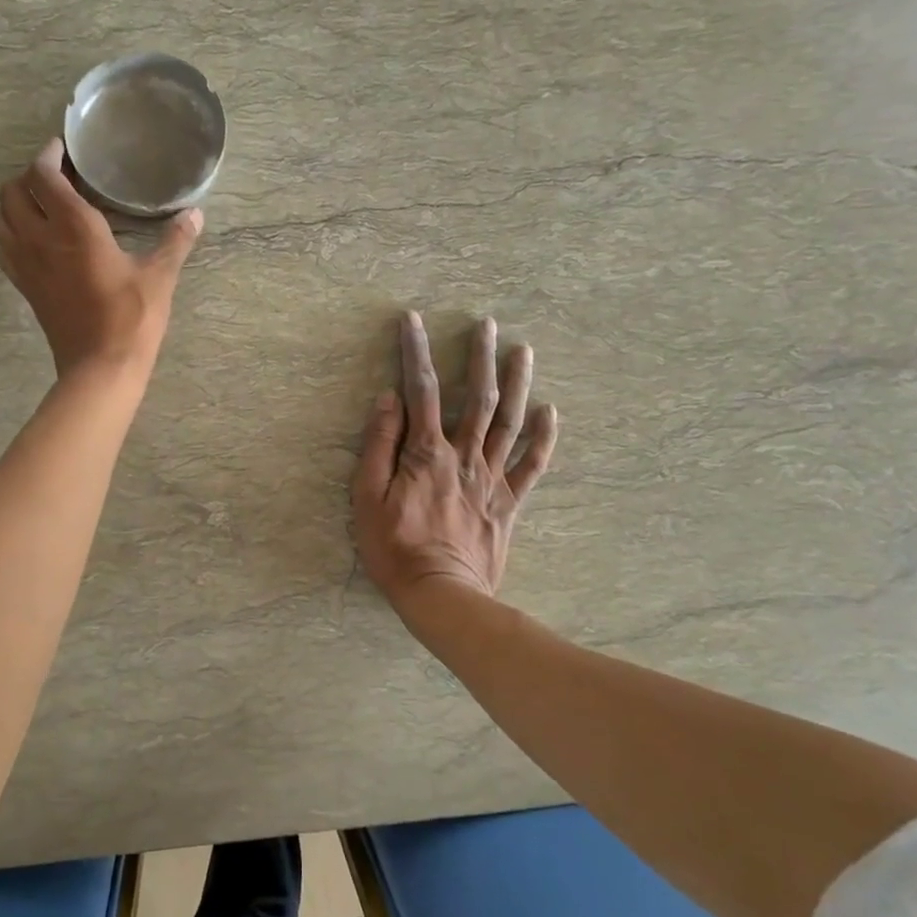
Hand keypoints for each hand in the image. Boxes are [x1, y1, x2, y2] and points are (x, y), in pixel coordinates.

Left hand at [0, 140, 202, 381]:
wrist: (100, 367)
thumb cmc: (131, 318)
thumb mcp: (159, 276)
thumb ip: (175, 240)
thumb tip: (196, 214)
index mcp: (73, 227)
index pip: (43, 176)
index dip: (48, 156)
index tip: (62, 150)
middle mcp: (40, 238)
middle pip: (12, 192)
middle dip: (29, 177)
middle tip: (55, 177)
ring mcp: (26, 265)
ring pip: (1, 218)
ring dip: (14, 204)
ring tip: (41, 204)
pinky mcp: (25, 287)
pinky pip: (4, 247)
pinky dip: (11, 233)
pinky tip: (35, 240)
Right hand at [352, 312, 557, 607]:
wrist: (441, 596)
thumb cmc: (394, 549)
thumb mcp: (367, 498)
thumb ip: (379, 446)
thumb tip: (389, 399)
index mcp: (426, 453)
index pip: (420, 389)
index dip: (415, 351)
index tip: (413, 319)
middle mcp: (464, 456)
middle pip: (476, 397)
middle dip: (480, 357)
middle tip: (488, 324)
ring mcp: (491, 479)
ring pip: (509, 422)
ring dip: (517, 384)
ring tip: (524, 351)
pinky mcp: (508, 503)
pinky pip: (531, 466)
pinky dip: (542, 438)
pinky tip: (549, 412)